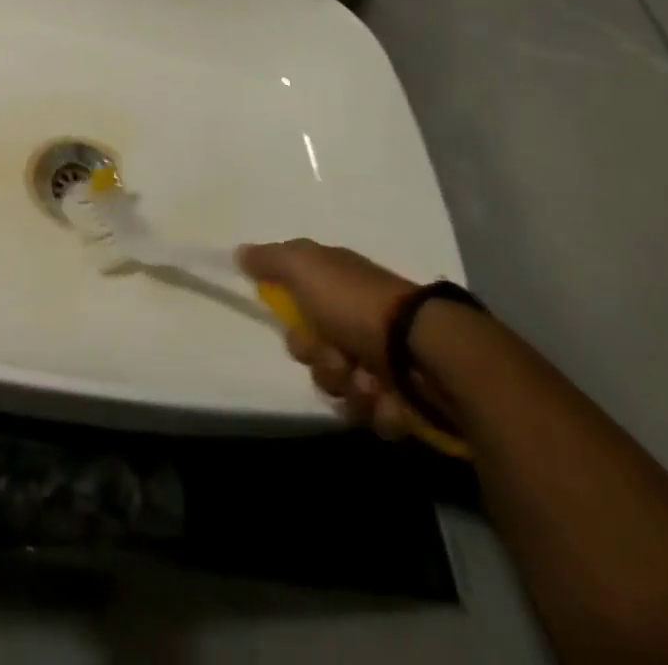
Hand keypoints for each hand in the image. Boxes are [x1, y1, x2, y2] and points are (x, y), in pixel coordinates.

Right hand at [239, 239, 424, 439]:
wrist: (427, 352)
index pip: (297, 310)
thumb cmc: (358, 304)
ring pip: (342, 388)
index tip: (299, 326)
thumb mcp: (305, 267)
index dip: (294, 327)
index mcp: (337, 286)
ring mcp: (384, 359)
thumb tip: (240, 252)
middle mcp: (358, 319)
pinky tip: (390, 400)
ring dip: (350, 390)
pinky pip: (375, 415)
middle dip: (323, 364)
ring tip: (371, 384)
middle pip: (317, 355)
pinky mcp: (406, 396)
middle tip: (339, 359)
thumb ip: (270, 260)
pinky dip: (379, 411)